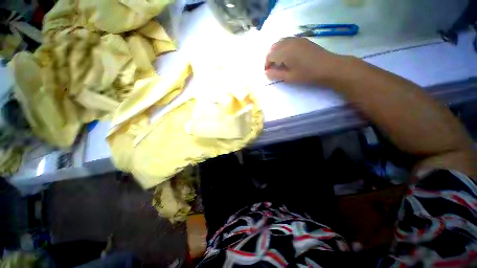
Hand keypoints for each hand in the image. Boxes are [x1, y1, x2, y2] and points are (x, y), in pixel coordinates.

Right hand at [264, 37, 344, 84]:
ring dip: (276, 52)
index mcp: (285, 52)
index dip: (266, 64)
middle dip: (270, 57)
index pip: (269, 55)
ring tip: (279, 63)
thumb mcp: (289, 77)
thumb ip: (275, 74)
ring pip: (280, 42)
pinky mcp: (302, 39)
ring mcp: (296, 39)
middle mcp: (289, 42)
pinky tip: (288, 56)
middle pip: (273, 47)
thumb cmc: (307, 74)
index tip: (268, 72)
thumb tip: (266, 72)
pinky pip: (287, 40)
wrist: (328, 67)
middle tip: (272, 68)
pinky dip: (283, 47)